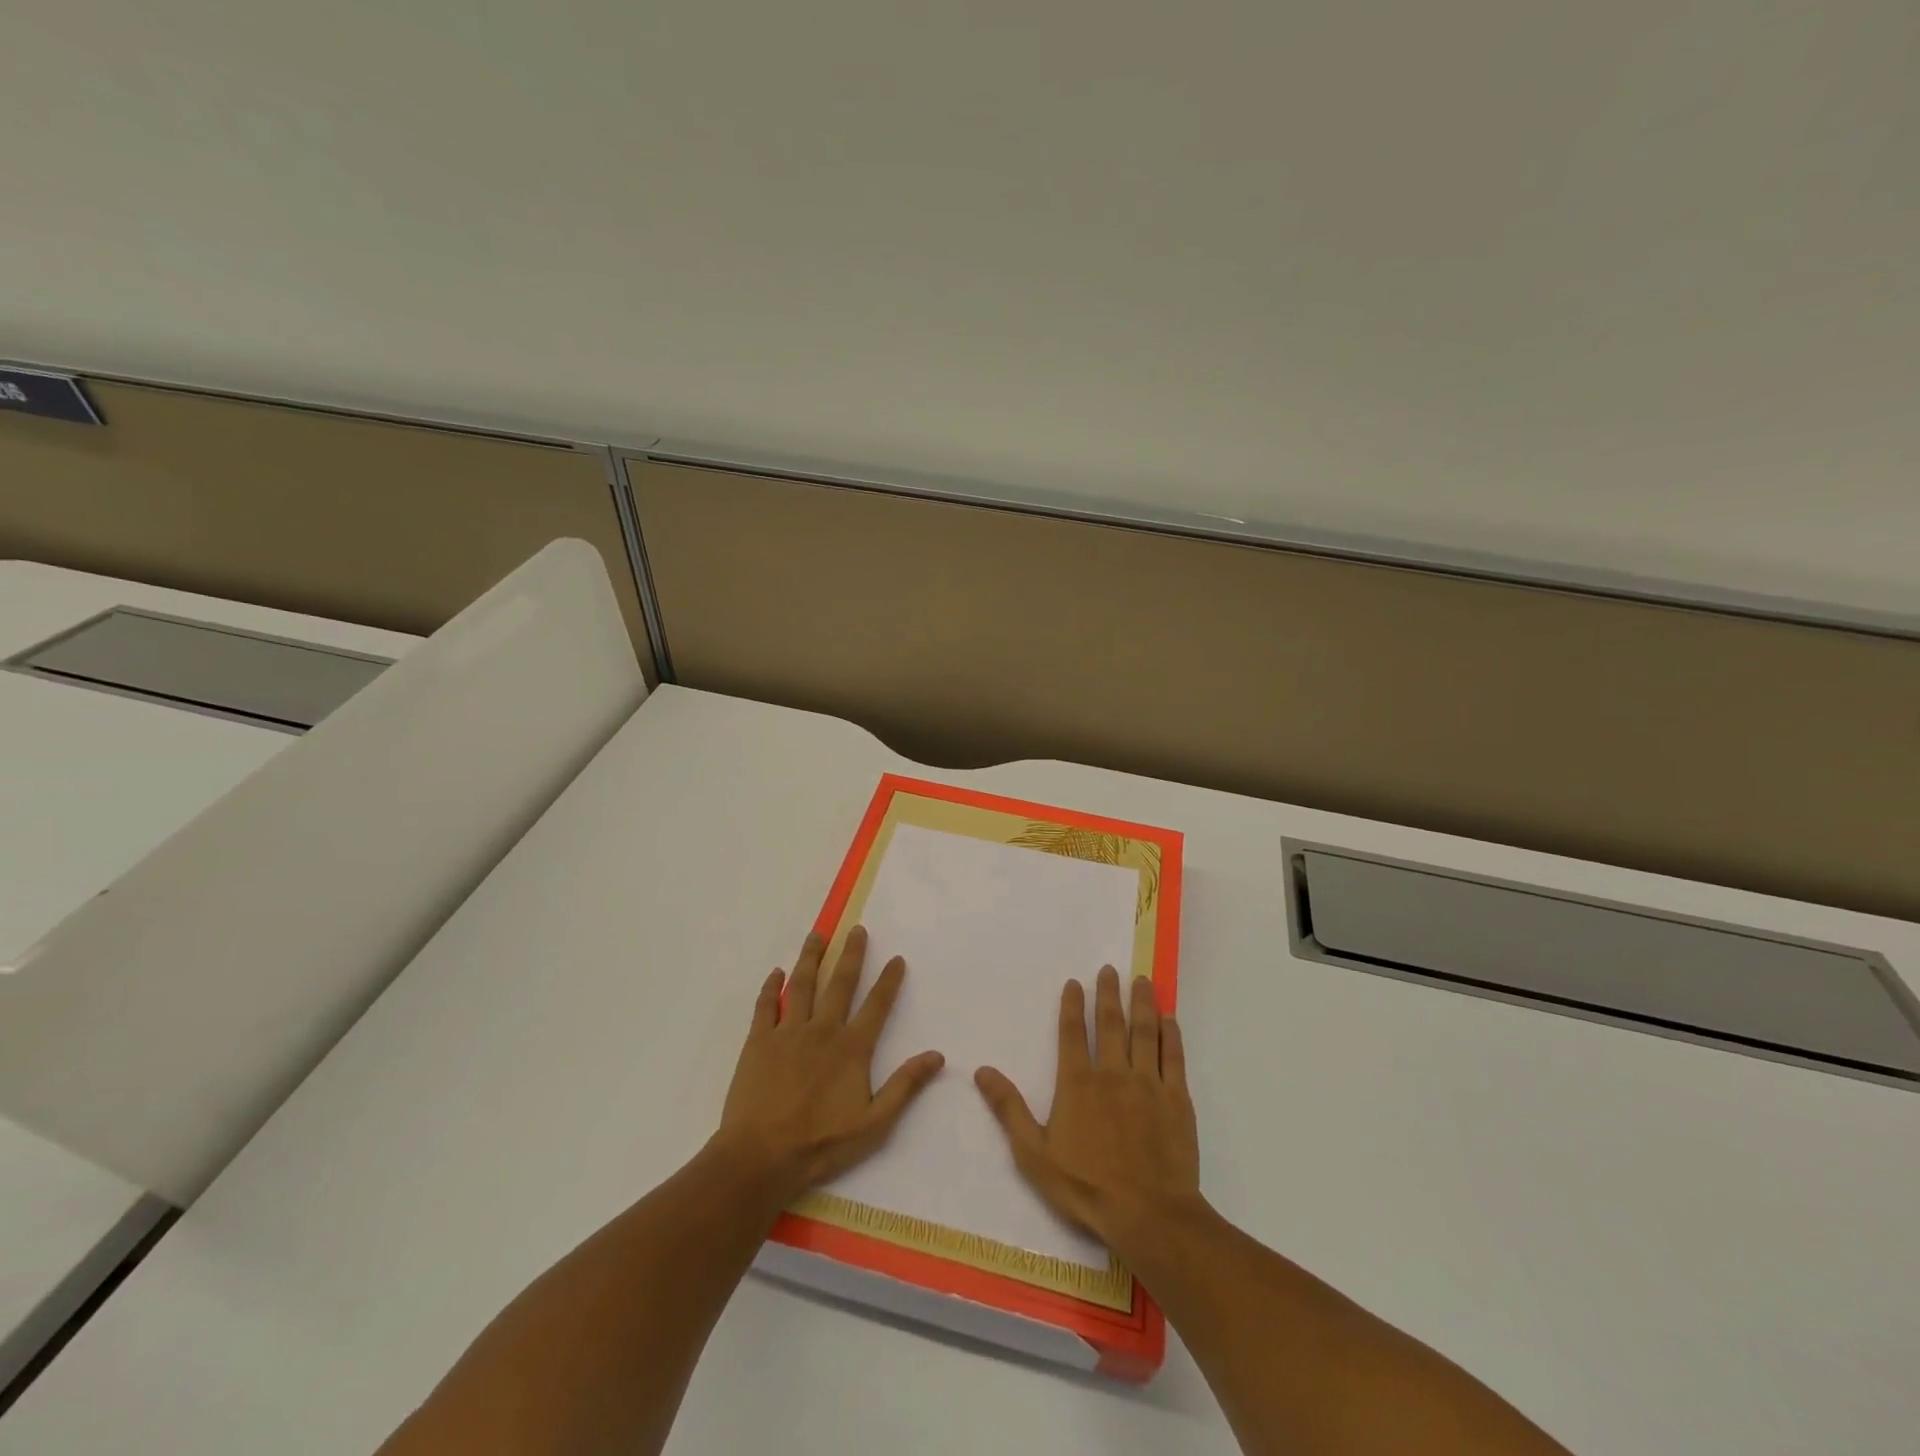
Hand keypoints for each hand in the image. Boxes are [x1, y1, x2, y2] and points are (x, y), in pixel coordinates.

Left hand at [714, 926, 944, 1205]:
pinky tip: (776, 973)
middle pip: (839, 984)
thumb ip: (904, 1086)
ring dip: (810, 958)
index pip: (876, 1005)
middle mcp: (822, 1030)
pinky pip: (766, 1006)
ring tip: (816, 935)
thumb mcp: (874, 1124)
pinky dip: (771, 987)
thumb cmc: (820, 1144)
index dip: (888, 981)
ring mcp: (787, 1033)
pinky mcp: (758, 1042)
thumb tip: (937, 1056)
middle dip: (851, 955)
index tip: (897, 958)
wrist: (760, 1158)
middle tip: (856, 930)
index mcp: (851, 1048)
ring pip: (801, 985)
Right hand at [975, 965, 1199, 1254]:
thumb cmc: (1086, 1186)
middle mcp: (1113, 1073)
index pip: (1072, 1033)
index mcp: (1078, 1083)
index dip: (1073, 1005)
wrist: (1149, 1215)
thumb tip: (982, 1071)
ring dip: (1142, 1003)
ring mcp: (1148, 1084)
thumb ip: (1009, 1109)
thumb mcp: (1034, 1153)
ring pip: (1144, 1032)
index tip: (1076, 982)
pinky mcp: (1177, 1100)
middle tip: (1110, 969)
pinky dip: (1171, 1035)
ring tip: (1142, 980)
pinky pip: (1173, 1058)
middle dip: (1109, 994)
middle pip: (1111, 1023)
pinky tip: (1170, 1019)